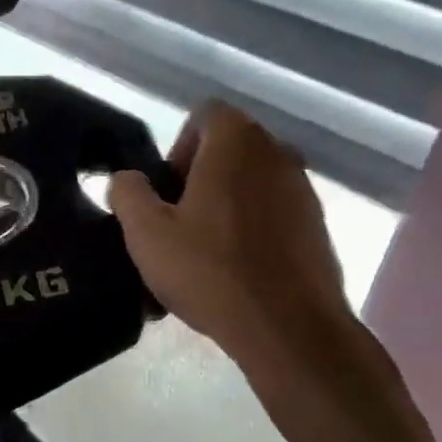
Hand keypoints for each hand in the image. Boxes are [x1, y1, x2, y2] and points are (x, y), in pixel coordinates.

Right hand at [109, 104, 381, 422]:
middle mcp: (277, 153)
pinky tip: (233, 274)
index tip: (166, 195)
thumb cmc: (209, 270)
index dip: (177, 148)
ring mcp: (303, 190)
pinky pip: (271, 216)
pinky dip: (249, 232)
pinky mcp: (316, 227)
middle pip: (227, 152)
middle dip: (196, 181)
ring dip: (222, 208)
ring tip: (202, 256)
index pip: (205, 115)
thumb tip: (125, 179)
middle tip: (176, 227)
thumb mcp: (146, 233)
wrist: (286, 326)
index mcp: (236, 142)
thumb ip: (127, 194)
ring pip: (249, 186)